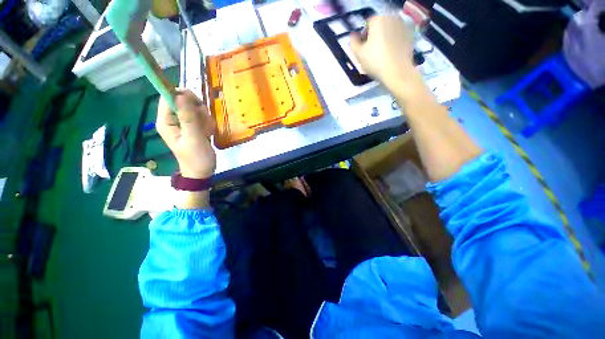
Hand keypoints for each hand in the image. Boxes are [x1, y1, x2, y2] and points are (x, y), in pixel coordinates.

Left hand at [156, 89, 215, 179]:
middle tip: (203, 123)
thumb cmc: (196, 158)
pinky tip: (208, 133)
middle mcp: (172, 119)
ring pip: (194, 108)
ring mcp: (183, 123)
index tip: (197, 104)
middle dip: (197, 109)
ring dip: (204, 118)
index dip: (183, 96)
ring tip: (206, 131)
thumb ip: (188, 117)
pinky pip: (201, 117)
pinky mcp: (192, 127)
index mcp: (166, 121)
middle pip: (183, 100)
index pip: (169, 97)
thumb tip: (181, 93)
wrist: (202, 172)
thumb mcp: (193, 138)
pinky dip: (207, 123)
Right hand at [350, 15, 417, 89]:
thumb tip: (353, 36)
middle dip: (374, 38)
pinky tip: (389, 56)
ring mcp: (402, 26)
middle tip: (370, 53)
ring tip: (380, 55)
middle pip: (378, 27)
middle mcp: (391, 18)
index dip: (363, 38)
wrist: (397, 72)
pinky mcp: (409, 36)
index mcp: (378, 19)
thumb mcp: (358, 54)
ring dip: (383, 40)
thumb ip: (353, 43)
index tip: (362, 50)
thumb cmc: (375, 61)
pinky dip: (392, 44)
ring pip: (388, 32)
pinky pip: (396, 38)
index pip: (367, 25)